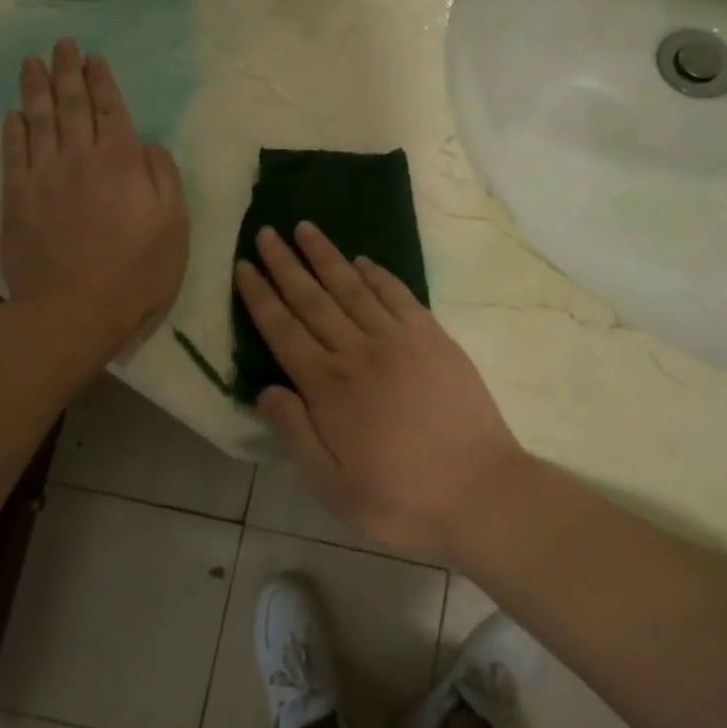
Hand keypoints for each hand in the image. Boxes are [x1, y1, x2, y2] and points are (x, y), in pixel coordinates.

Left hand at [0, 39, 188, 352]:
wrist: (75, 310)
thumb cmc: (137, 272)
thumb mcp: (175, 226)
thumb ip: (164, 178)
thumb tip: (147, 146)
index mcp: (122, 162)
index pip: (111, 109)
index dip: (102, 81)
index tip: (94, 57)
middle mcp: (80, 158)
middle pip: (72, 105)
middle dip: (68, 71)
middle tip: (62, 44)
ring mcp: (44, 176)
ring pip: (39, 120)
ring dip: (36, 88)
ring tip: (32, 62)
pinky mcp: (17, 199)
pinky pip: (14, 153)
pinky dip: (14, 130)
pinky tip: (14, 114)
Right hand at [234, 221, 524, 555]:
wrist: (481, 492)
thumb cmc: (400, 499)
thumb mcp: (332, 487)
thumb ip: (295, 434)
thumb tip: (265, 390)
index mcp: (328, 387)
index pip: (283, 330)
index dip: (261, 297)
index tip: (244, 265)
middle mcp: (359, 352)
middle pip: (313, 299)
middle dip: (286, 264)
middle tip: (268, 232)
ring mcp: (400, 340)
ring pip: (353, 288)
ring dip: (327, 257)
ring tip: (306, 229)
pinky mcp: (434, 339)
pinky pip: (399, 296)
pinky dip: (378, 275)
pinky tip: (363, 260)